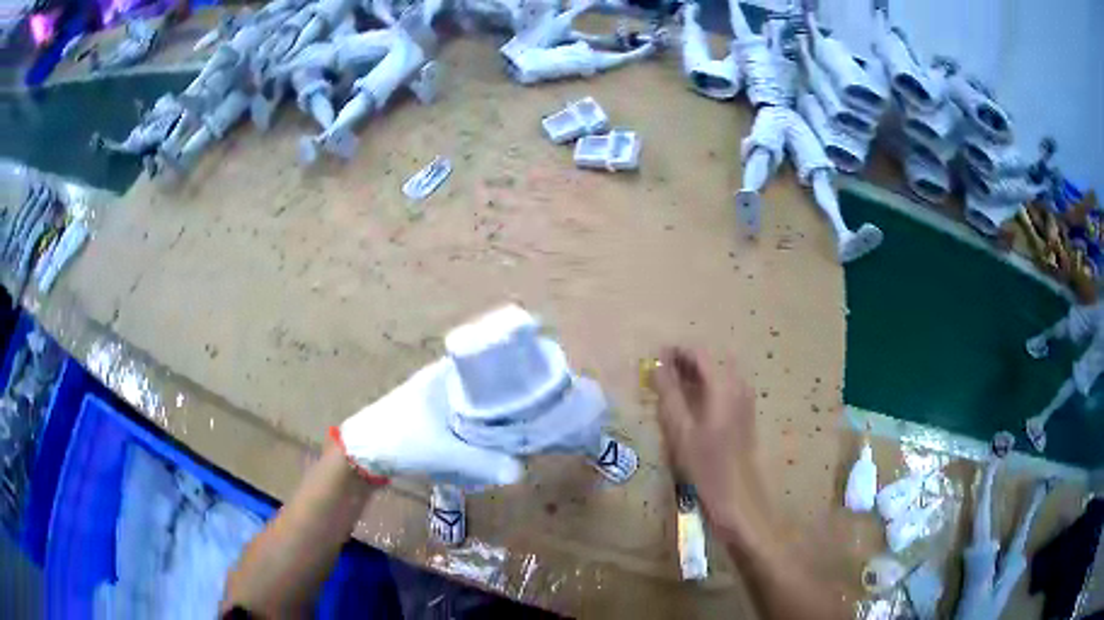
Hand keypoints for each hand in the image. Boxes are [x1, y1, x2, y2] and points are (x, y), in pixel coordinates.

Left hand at [336, 359, 523, 488]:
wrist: (362, 452)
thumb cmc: (400, 439)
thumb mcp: (443, 452)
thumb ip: (482, 462)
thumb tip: (520, 471)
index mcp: (445, 375)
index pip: (486, 360)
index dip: (512, 369)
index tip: (536, 382)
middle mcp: (441, 379)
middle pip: (483, 380)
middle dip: (506, 394)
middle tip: (533, 411)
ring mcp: (434, 395)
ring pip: (473, 397)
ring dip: (491, 409)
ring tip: (519, 423)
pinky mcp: (430, 413)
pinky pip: (463, 411)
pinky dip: (477, 420)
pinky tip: (490, 436)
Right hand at [651, 347, 764, 540]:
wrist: (737, 495)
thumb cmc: (705, 464)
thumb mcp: (680, 429)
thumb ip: (668, 392)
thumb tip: (657, 365)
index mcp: (723, 384)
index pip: (698, 353)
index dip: (675, 352)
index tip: (653, 359)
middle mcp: (739, 384)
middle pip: (710, 360)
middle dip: (685, 362)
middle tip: (659, 374)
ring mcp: (745, 398)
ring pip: (718, 373)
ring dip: (695, 374)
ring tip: (670, 388)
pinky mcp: (745, 412)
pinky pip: (724, 386)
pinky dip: (706, 387)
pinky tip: (690, 404)